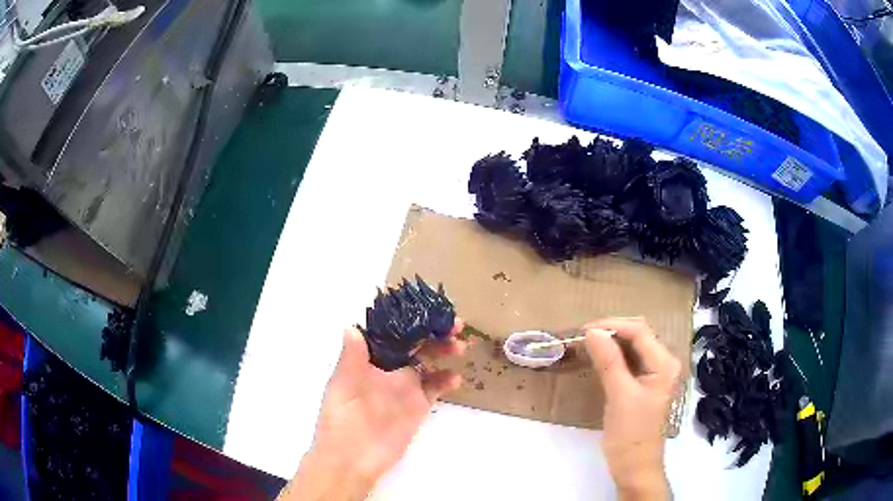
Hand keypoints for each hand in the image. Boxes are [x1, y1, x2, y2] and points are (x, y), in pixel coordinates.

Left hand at [279, 321, 467, 500]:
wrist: (352, 459)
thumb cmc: (340, 420)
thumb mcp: (342, 387)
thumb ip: (351, 359)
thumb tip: (351, 327)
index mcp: (368, 359)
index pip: (391, 332)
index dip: (408, 319)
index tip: (425, 309)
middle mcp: (388, 368)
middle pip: (415, 343)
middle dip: (433, 331)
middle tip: (454, 325)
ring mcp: (405, 386)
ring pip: (429, 361)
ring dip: (444, 350)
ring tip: (459, 346)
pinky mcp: (418, 405)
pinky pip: (436, 387)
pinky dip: (447, 380)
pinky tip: (456, 378)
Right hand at [584, 318, 679, 500]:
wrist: (634, 467)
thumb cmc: (630, 434)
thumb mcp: (619, 395)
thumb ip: (608, 361)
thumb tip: (592, 331)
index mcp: (664, 363)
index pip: (640, 331)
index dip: (612, 325)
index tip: (584, 330)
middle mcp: (664, 363)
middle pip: (639, 334)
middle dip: (612, 330)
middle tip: (584, 336)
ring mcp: (655, 374)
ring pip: (633, 347)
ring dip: (612, 342)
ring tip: (588, 344)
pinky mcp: (644, 384)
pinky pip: (630, 361)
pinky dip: (613, 356)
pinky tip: (599, 358)